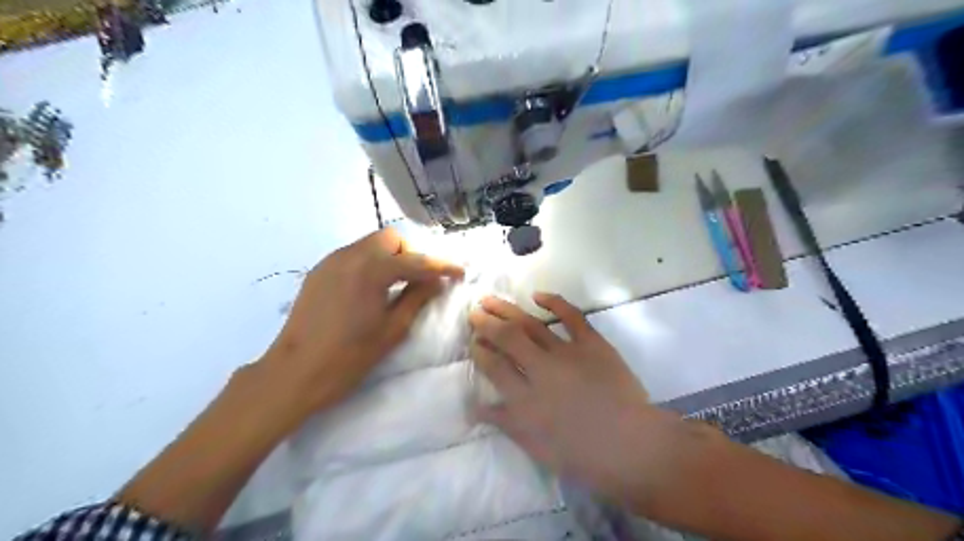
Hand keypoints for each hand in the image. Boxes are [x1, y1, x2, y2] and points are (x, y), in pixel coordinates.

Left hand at [261, 228, 460, 414]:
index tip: (459, 272)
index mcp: (371, 270)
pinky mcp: (319, 271)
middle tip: (420, 279)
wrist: (295, 372)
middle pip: (390, 238)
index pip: (416, 260)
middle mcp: (350, 255)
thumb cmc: (349, 356)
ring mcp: (331, 261)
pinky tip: (371, 288)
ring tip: (398, 283)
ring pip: (370, 243)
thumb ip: (418, 298)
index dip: (442, 266)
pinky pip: (353, 255)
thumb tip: (437, 281)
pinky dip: (370, 263)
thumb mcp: (392, 330)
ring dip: (390, 256)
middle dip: (411, 253)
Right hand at [471, 294, 697, 513]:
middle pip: (507, 338)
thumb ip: (505, 423)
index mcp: (525, 399)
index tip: (473, 342)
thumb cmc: (582, 455)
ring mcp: (567, 353)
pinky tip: (537, 295)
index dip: (480, 351)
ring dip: (508, 309)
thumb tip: (476, 407)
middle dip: (486, 323)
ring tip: (490, 299)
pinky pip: (572, 316)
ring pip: (531, 324)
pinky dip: (554, 302)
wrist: (633, 446)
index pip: (494, 366)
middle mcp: (541, 369)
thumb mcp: (537, 447)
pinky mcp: (592, 343)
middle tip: (473, 312)